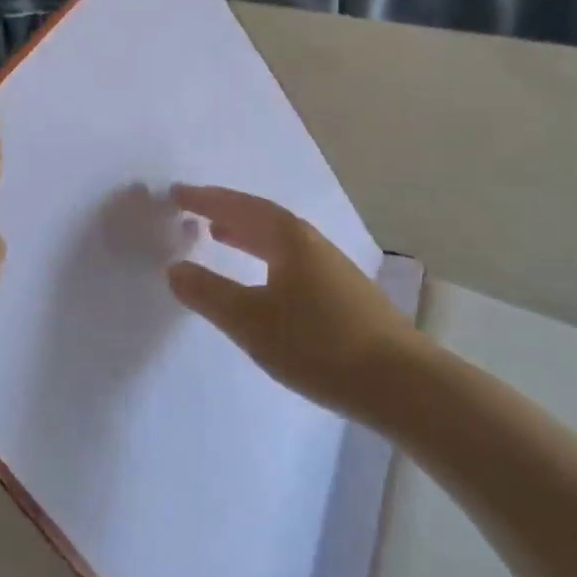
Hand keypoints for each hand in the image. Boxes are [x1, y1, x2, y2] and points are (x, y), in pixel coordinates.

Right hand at [167, 185, 412, 418]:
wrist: (402, 383)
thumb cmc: (319, 345)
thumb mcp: (252, 322)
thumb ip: (209, 294)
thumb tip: (174, 268)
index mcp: (288, 239)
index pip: (240, 207)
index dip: (207, 199)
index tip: (176, 193)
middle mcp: (310, 243)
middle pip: (261, 217)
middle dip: (225, 211)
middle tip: (192, 210)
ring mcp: (330, 268)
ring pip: (278, 239)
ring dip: (246, 233)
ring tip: (218, 235)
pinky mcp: (342, 294)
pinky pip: (290, 258)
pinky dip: (264, 255)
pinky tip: (262, 278)